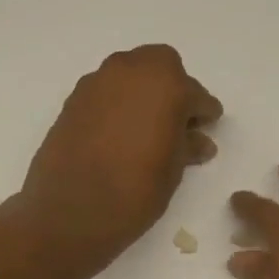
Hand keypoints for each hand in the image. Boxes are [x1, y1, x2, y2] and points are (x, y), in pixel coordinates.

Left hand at [20, 45, 222, 269]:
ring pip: (131, 75)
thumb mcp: (173, 171)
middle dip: (173, 89)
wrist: (70, 210)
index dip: (204, 113)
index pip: (196, 94)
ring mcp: (98, 82)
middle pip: (161, 67)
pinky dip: (119, 105)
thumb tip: (198, 141)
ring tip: (149, 130)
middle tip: (179, 122)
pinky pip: (107, 92)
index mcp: (166, 85)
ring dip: (144, 94)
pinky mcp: (74, 99)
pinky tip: (122, 134)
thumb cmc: (135, 191)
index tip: (208, 127)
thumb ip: (187, 147)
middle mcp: (131, 71)